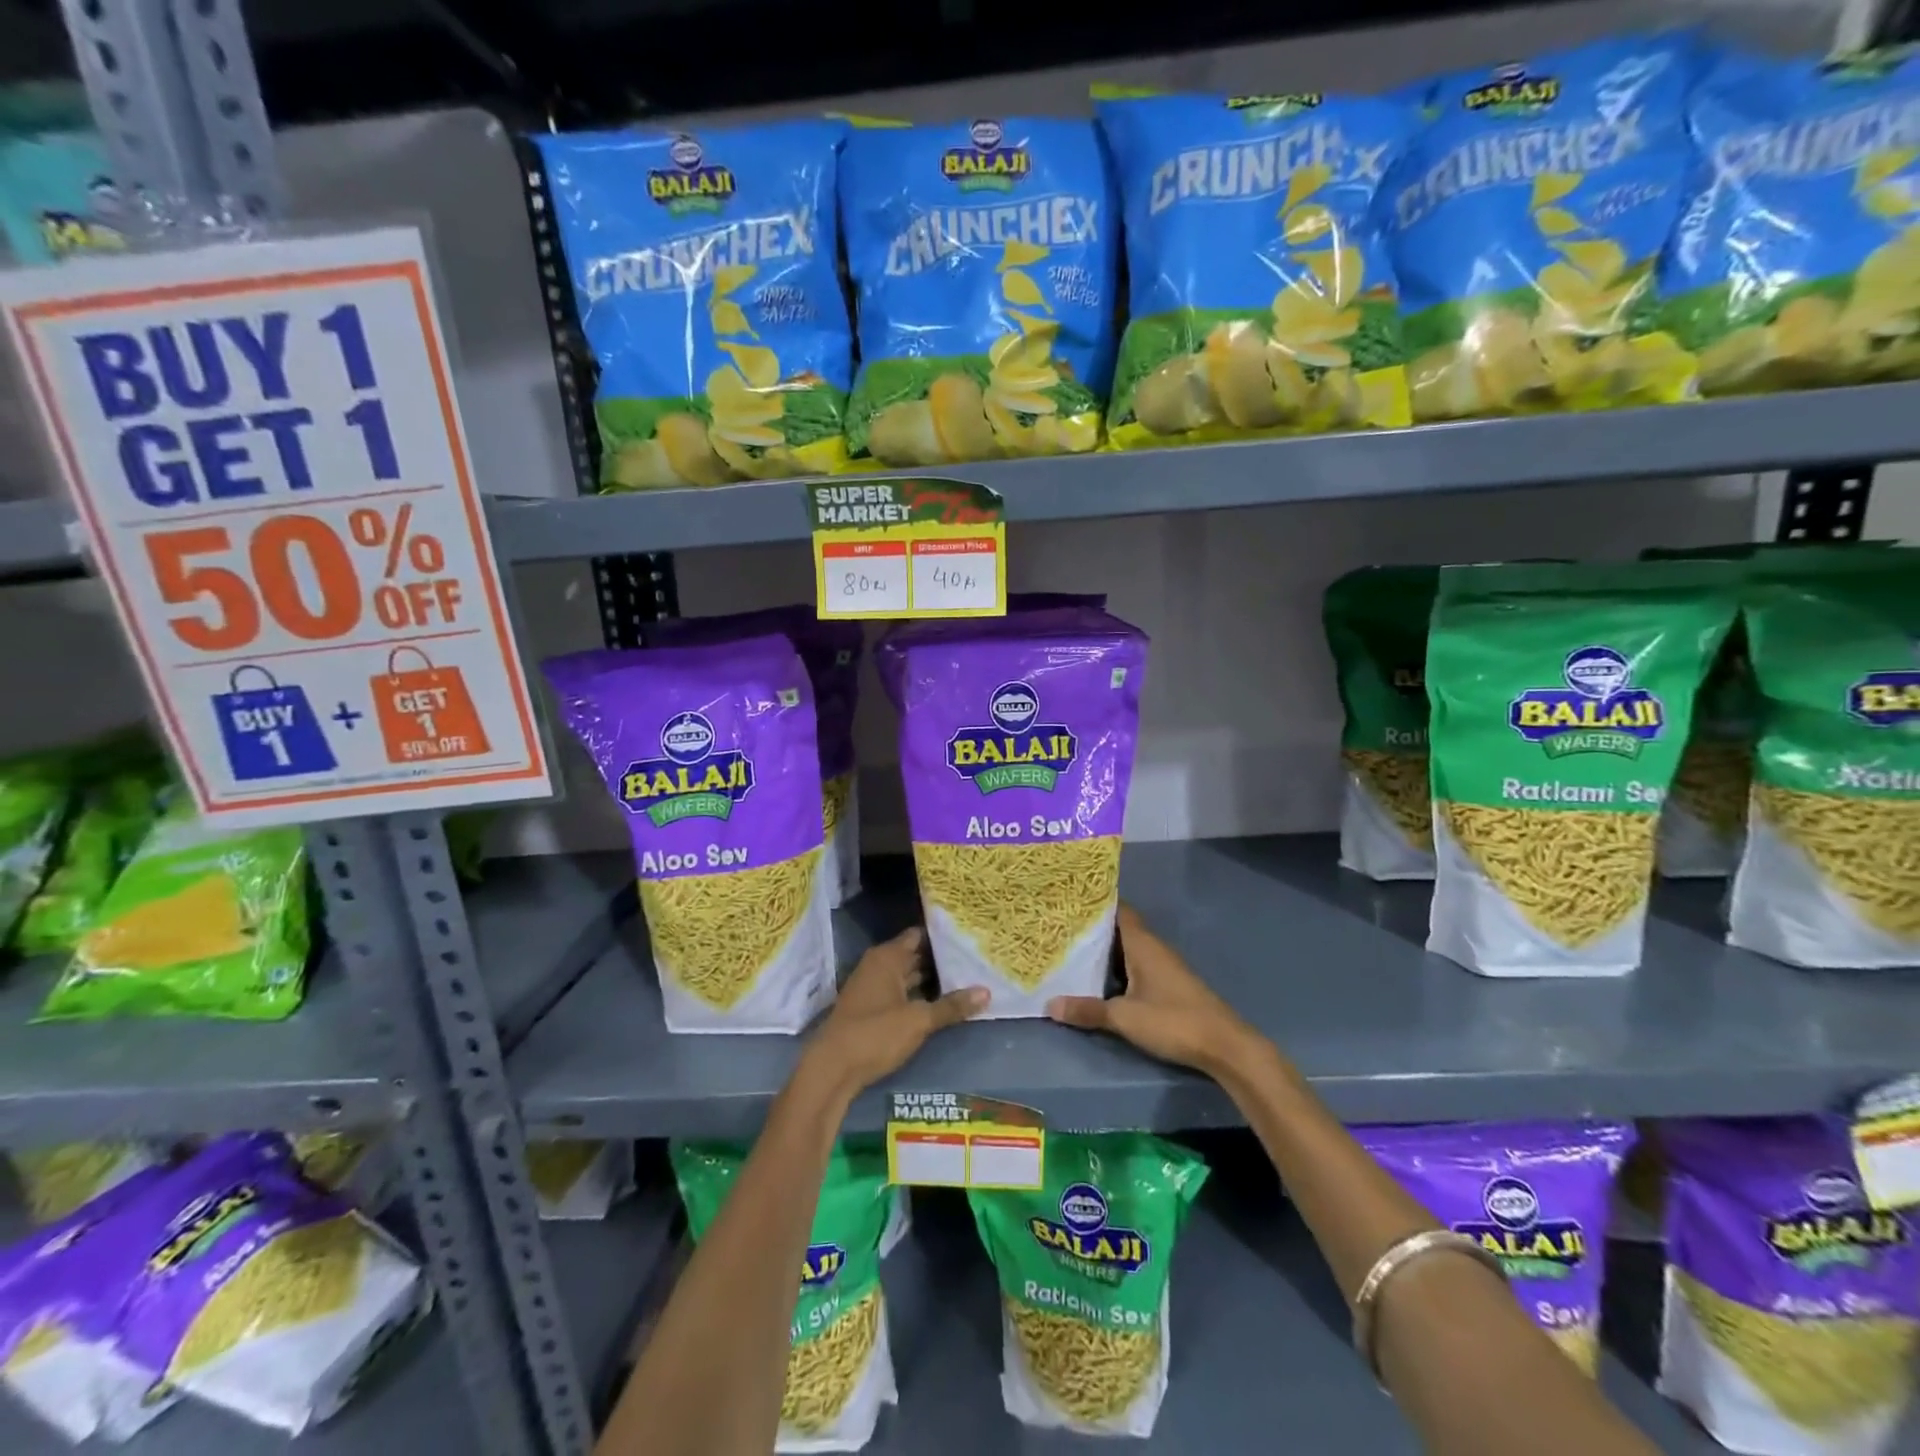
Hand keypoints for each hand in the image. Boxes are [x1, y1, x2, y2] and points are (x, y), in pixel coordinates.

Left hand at [801, 927, 987, 1100]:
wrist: (832, 1069)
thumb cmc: (875, 1033)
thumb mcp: (918, 1020)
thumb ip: (951, 1006)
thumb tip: (986, 992)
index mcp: (887, 957)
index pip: (919, 935)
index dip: (942, 935)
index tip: (968, 936)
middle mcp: (878, 966)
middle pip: (914, 955)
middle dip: (940, 959)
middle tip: (974, 958)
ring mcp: (873, 988)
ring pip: (908, 976)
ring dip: (931, 980)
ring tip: (965, 978)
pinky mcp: (871, 1009)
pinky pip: (901, 993)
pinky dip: (918, 995)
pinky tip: (940, 1003)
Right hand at [1047, 905, 1258, 1077]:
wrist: (1224, 1045)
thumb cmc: (1173, 1020)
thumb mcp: (1124, 1017)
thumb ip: (1088, 1010)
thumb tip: (1050, 1004)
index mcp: (1143, 944)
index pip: (1119, 909)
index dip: (1097, 903)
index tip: (1070, 900)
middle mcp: (1154, 948)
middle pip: (1121, 928)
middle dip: (1095, 927)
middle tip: (1062, 926)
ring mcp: (1164, 966)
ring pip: (1129, 948)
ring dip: (1106, 948)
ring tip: (1073, 949)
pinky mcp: (1170, 984)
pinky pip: (1137, 964)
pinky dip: (1119, 966)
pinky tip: (1101, 977)